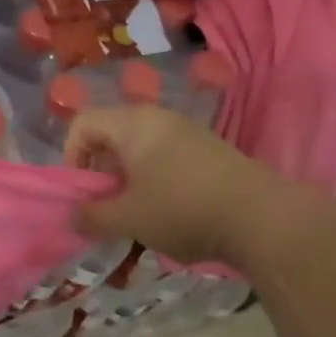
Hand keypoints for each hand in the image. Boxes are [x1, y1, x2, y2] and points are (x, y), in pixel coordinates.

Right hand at [63, 104, 272, 265]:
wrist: (263, 218)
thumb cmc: (182, 209)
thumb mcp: (129, 218)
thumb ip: (93, 216)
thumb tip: (72, 216)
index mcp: (132, 123)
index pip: (83, 123)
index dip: (71, 156)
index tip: (82, 192)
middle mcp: (158, 118)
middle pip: (111, 134)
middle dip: (101, 171)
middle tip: (106, 206)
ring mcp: (187, 132)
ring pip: (140, 148)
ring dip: (128, 179)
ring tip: (137, 214)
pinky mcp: (209, 150)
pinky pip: (166, 157)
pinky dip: (155, 180)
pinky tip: (169, 212)